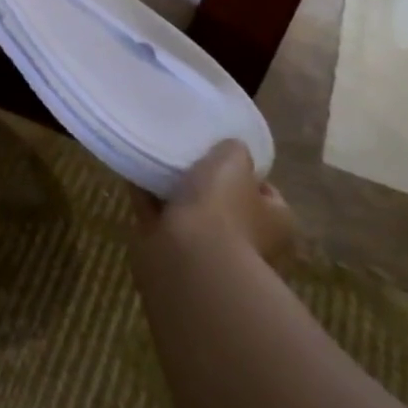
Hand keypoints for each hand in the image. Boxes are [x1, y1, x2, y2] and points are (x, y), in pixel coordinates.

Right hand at [136, 140, 293, 266]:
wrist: (188, 259)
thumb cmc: (222, 208)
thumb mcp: (233, 161)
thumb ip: (234, 150)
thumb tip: (231, 149)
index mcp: (274, 221)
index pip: (265, 193)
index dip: (247, 174)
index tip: (223, 155)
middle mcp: (246, 240)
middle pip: (223, 205)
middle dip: (205, 185)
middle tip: (185, 157)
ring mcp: (207, 251)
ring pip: (188, 214)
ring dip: (172, 193)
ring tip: (153, 162)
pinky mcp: (171, 254)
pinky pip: (157, 218)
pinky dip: (146, 199)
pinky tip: (133, 176)